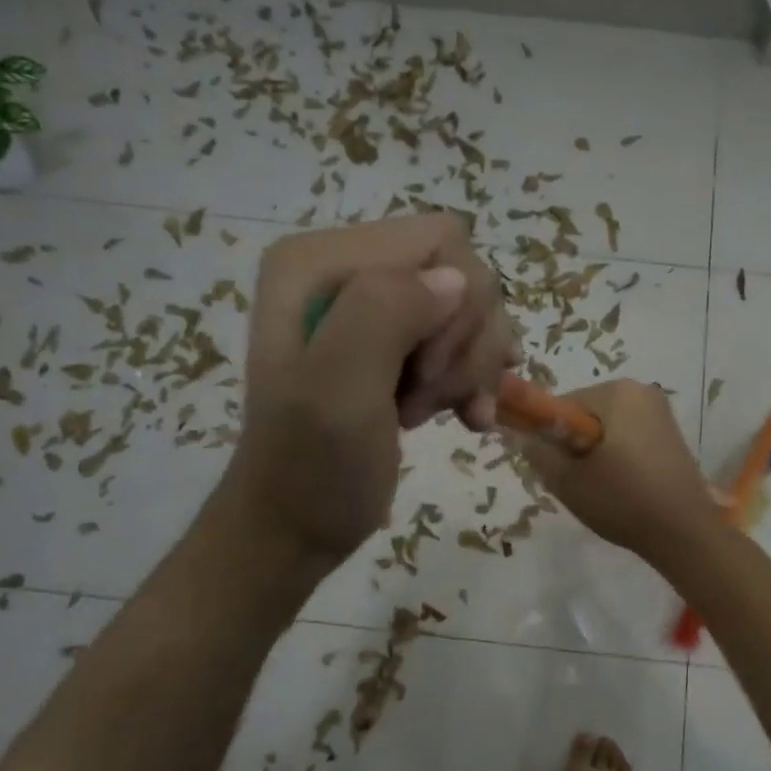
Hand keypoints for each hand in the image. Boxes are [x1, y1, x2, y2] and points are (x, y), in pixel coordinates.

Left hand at [224, 216, 514, 564]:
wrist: (295, 529)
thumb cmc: (311, 470)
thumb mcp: (337, 394)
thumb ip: (383, 316)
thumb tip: (456, 278)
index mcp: (318, 261)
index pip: (440, 241)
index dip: (455, 310)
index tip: (426, 375)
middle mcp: (348, 268)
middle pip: (463, 274)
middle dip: (464, 344)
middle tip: (428, 399)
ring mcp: (375, 305)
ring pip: (474, 308)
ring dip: (471, 368)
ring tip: (438, 412)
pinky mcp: (398, 340)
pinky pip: (468, 337)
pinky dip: (475, 379)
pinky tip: (468, 415)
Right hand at [509, 380, 722, 564]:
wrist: (686, 534)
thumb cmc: (623, 501)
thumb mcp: (567, 480)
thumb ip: (537, 452)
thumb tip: (523, 436)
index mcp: (616, 392)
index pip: (561, 405)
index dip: (549, 436)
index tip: (556, 468)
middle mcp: (642, 391)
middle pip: (585, 414)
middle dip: (575, 445)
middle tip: (579, 483)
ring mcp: (661, 412)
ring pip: (607, 428)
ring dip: (596, 454)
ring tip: (602, 489)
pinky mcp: (672, 435)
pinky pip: (629, 437)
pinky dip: (618, 457)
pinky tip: (623, 488)